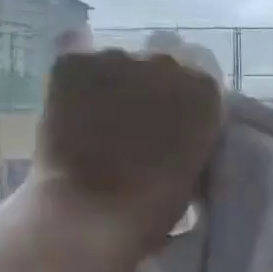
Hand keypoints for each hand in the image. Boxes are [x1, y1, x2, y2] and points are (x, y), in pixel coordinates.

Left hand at [28, 48, 224, 257]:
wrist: (93, 212)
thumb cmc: (155, 205)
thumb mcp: (196, 165)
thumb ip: (192, 132)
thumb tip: (178, 125)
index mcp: (204, 90)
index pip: (199, 77)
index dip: (182, 98)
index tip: (171, 121)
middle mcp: (166, 63)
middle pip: (159, 65)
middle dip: (148, 87)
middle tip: (134, 122)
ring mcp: (116, 58)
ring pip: (116, 64)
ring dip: (111, 84)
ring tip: (96, 120)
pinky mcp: (73, 63)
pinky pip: (75, 63)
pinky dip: (73, 84)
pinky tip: (68, 110)